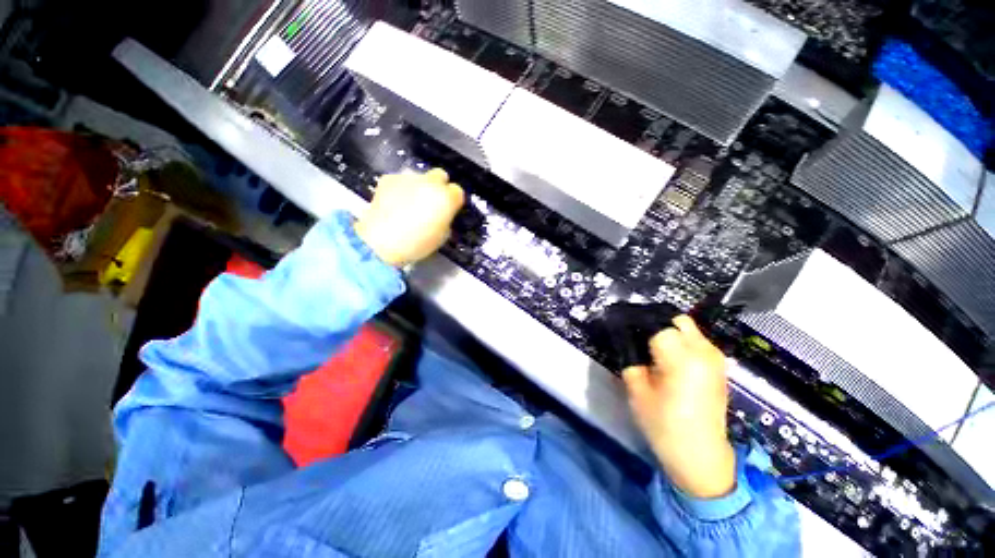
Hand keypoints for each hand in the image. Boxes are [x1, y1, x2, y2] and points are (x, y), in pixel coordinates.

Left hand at [355, 168, 464, 266]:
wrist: (381, 241)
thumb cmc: (416, 244)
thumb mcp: (442, 235)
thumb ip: (446, 218)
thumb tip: (443, 213)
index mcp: (446, 198)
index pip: (457, 191)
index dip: (453, 200)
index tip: (449, 208)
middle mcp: (430, 183)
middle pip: (440, 175)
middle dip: (439, 186)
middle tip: (432, 202)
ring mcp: (408, 178)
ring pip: (420, 177)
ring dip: (419, 187)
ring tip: (411, 204)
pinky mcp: (389, 178)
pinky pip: (401, 181)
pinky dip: (401, 189)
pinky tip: (395, 203)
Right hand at [622, 315, 735, 498]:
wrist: (700, 455)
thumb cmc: (663, 425)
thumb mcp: (636, 390)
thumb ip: (630, 358)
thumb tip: (624, 338)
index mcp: (681, 357)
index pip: (656, 324)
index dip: (637, 324)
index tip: (623, 329)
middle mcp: (703, 351)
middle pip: (676, 319)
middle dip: (656, 323)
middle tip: (639, 338)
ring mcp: (715, 358)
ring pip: (688, 328)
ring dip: (669, 331)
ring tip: (652, 349)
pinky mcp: (719, 367)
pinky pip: (697, 341)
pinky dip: (681, 341)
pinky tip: (668, 358)